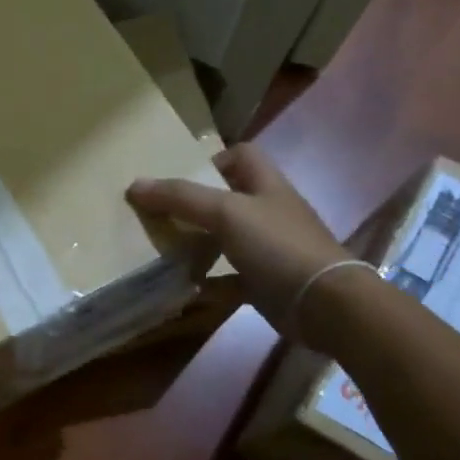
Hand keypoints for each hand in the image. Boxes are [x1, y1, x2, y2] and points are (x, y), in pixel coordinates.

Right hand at [128, 144, 353, 334]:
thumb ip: (181, 197)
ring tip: (164, 252)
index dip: (212, 159)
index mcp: (266, 185)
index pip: (242, 156)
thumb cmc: (277, 246)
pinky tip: (185, 290)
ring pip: (226, 240)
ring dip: (198, 245)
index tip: (181, 178)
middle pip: (229, 199)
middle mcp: (269, 213)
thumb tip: (134, 184)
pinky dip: (208, 284)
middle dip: (194, 206)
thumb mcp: (226, 213)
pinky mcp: (266, 283)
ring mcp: (269, 250)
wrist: (324, 304)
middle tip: (160, 216)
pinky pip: (230, 279)